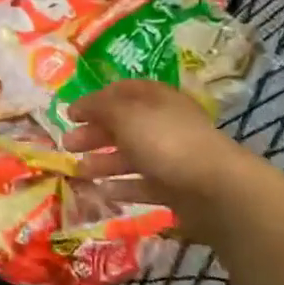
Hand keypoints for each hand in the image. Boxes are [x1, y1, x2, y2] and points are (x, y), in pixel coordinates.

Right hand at [62, 79, 275, 243]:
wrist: (216, 189)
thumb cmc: (166, 141)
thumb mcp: (125, 115)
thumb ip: (98, 108)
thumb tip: (79, 106)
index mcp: (156, 99)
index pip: (120, 92)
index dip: (94, 101)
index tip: (70, 114)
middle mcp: (164, 124)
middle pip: (122, 125)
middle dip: (94, 134)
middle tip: (68, 145)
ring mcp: (171, 157)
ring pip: (131, 156)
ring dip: (103, 162)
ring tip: (80, 172)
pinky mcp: (176, 188)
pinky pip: (143, 184)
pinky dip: (122, 187)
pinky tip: (103, 192)